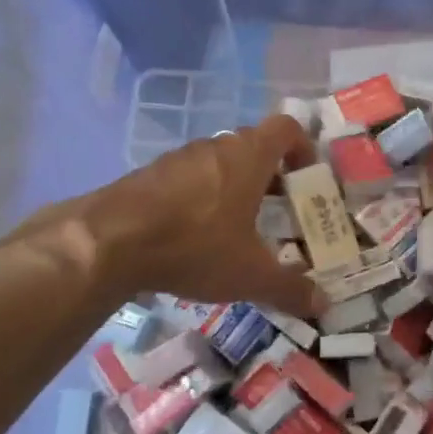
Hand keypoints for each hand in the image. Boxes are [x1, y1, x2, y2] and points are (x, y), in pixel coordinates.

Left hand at [0, 115, 324, 318]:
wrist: (108, 242)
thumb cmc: (195, 245)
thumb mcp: (250, 275)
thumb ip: (290, 288)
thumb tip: (324, 305)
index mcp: (249, 156)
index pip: (287, 128)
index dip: (303, 148)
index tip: (308, 179)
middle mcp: (216, 147)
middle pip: (253, 147)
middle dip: (271, 177)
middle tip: (280, 213)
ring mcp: (178, 159)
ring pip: (219, 164)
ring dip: (234, 188)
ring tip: (238, 230)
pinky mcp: (148, 176)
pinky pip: (187, 179)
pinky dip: (200, 200)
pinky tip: (194, 238)